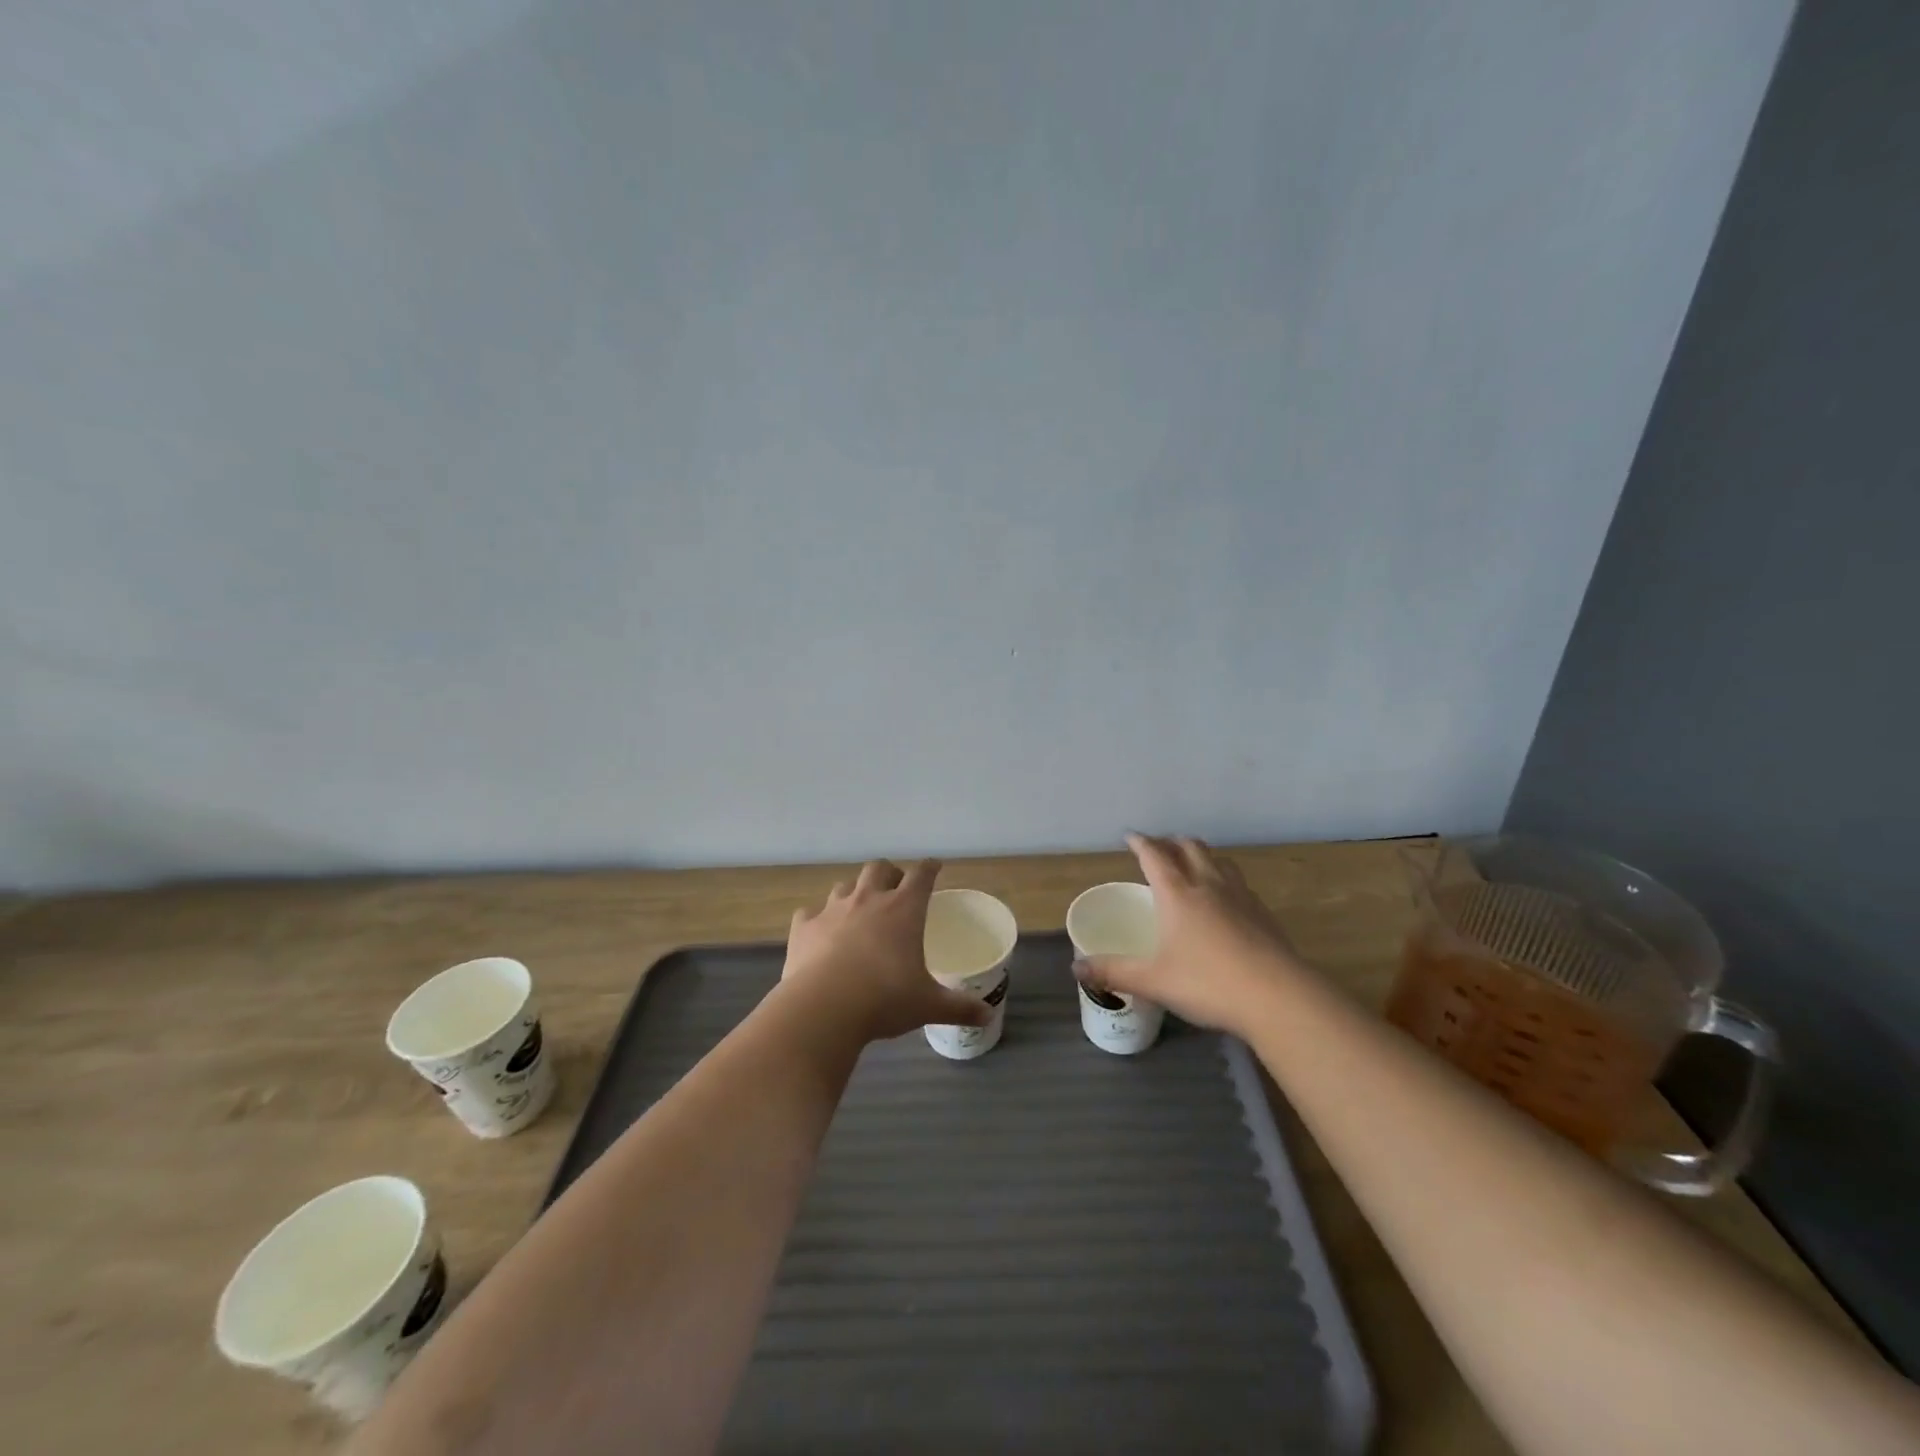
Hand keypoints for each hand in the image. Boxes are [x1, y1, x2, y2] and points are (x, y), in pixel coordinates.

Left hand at [780, 859, 992, 1043]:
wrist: (823, 1009)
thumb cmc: (885, 999)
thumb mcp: (928, 1005)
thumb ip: (959, 1007)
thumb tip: (987, 1015)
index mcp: (903, 909)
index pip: (921, 875)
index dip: (930, 868)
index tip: (934, 867)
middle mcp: (868, 899)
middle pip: (879, 868)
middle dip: (889, 873)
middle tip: (895, 888)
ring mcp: (832, 910)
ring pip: (845, 885)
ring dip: (855, 891)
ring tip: (859, 908)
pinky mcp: (804, 927)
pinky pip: (810, 913)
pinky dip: (817, 918)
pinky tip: (820, 931)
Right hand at [1078, 833, 1303, 1037]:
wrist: (1278, 997)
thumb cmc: (1208, 983)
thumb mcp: (1153, 981)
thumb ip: (1114, 972)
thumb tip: (1077, 968)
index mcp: (1177, 893)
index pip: (1155, 855)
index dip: (1140, 842)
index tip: (1131, 837)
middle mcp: (1208, 885)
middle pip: (1190, 847)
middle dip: (1171, 842)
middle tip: (1159, 849)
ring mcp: (1240, 896)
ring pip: (1218, 860)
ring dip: (1201, 854)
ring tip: (1192, 864)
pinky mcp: (1263, 913)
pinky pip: (1238, 881)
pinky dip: (1223, 877)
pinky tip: (1224, 899)